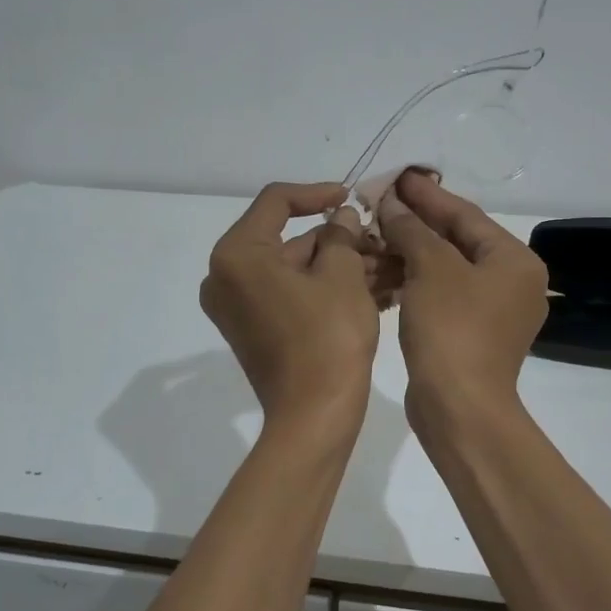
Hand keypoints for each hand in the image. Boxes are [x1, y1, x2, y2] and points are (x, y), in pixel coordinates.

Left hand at [200, 182, 380, 430]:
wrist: (314, 416)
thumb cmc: (328, 338)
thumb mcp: (342, 276)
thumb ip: (340, 236)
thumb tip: (341, 218)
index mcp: (237, 255)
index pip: (276, 202)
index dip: (317, 193)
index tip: (351, 196)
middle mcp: (225, 277)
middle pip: (286, 240)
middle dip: (336, 240)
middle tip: (377, 240)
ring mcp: (237, 307)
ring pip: (293, 270)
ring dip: (336, 266)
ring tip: (384, 266)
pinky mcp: (252, 330)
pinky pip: (289, 295)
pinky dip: (323, 289)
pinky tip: (368, 288)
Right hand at [376, 169, 548, 415]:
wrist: (459, 408)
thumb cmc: (452, 330)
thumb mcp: (431, 269)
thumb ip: (412, 229)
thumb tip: (393, 204)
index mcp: (514, 261)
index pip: (465, 215)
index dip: (427, 195)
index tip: (397, 177)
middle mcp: (511, 282)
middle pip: (457, 241)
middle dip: (416, 223)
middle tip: (380, 202)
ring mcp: (493, 312)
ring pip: (446, 269)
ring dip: (410, 253)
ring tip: (373, 235)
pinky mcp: (471, 334)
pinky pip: (441, 295)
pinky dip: (414, 282)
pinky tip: (383, 271)